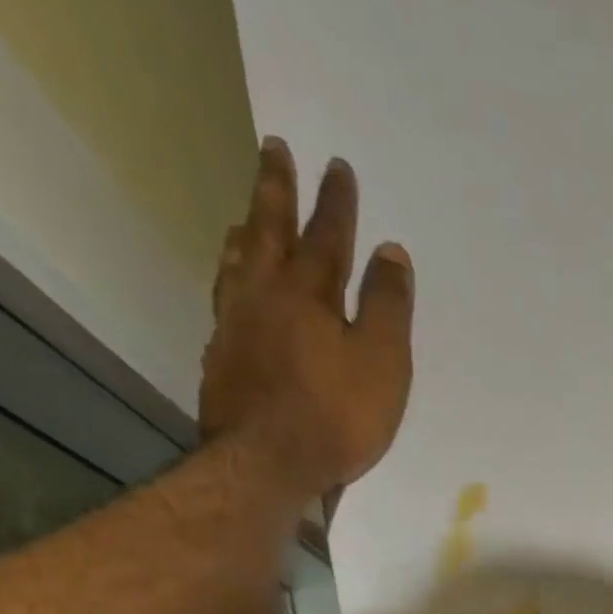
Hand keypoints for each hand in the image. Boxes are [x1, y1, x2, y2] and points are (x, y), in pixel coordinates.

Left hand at [199, 138, 414, 495]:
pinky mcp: (222, 359)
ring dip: (246, 232)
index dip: (335, 202)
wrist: (267, 464)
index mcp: (309, 295)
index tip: (337, 165)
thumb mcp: (383, 363)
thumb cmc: (337, 416)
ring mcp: (235, 327)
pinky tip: (233, 288)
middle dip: (275, 190)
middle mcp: (264, 297)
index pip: (326, 237)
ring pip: (238, 263)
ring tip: (245, 215)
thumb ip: (388, 307)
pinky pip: (225, 301)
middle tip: (272, 149)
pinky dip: (230, 280)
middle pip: (268, 232)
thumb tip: (390, 251)